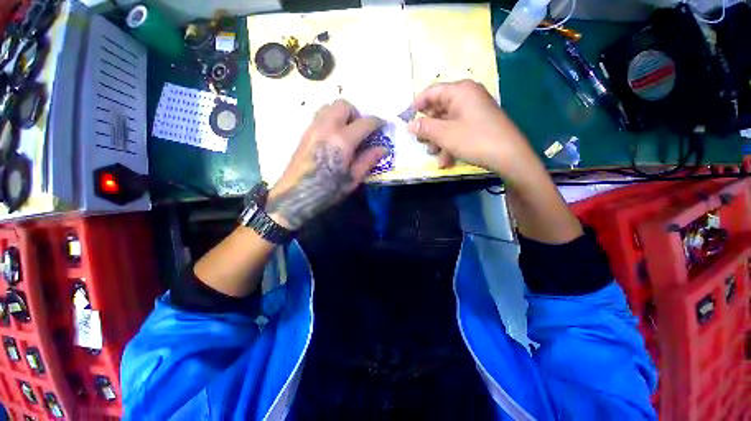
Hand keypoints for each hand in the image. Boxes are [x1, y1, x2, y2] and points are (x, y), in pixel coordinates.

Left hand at [266, 99, 386, 229]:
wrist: (296, 195)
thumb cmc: (327, 190)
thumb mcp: (352, 179)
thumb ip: (368, 160)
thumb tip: (383, 148)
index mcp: (342, 141)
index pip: (365, 123)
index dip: (377, 123)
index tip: (383, 126)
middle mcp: (327, 127)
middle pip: (344, 105)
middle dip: (357, 113)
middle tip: (361, 130)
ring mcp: (313, 128)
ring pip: (329, 107)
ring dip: (342, 114)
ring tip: (347, 132)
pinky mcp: (304, 133)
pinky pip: (320, 116)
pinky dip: (330, 119)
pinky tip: (333, 138)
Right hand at [407, 80, 541, 182]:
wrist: (509, 156)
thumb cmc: (474, 140)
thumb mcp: (444, 134)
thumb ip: (424, 127)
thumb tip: (409, 124)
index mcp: (460, 91)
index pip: (431, 92)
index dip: (416, 105)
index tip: (406, 118)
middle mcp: (468, 96)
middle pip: (439, 108)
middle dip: (429, 128)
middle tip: (421, 142)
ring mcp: (474, 110)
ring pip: (448, 122)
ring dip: (438, 140)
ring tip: (435, 155)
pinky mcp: (479, 123)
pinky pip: (458, 130)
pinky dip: (450, 143)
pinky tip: (447, 160)